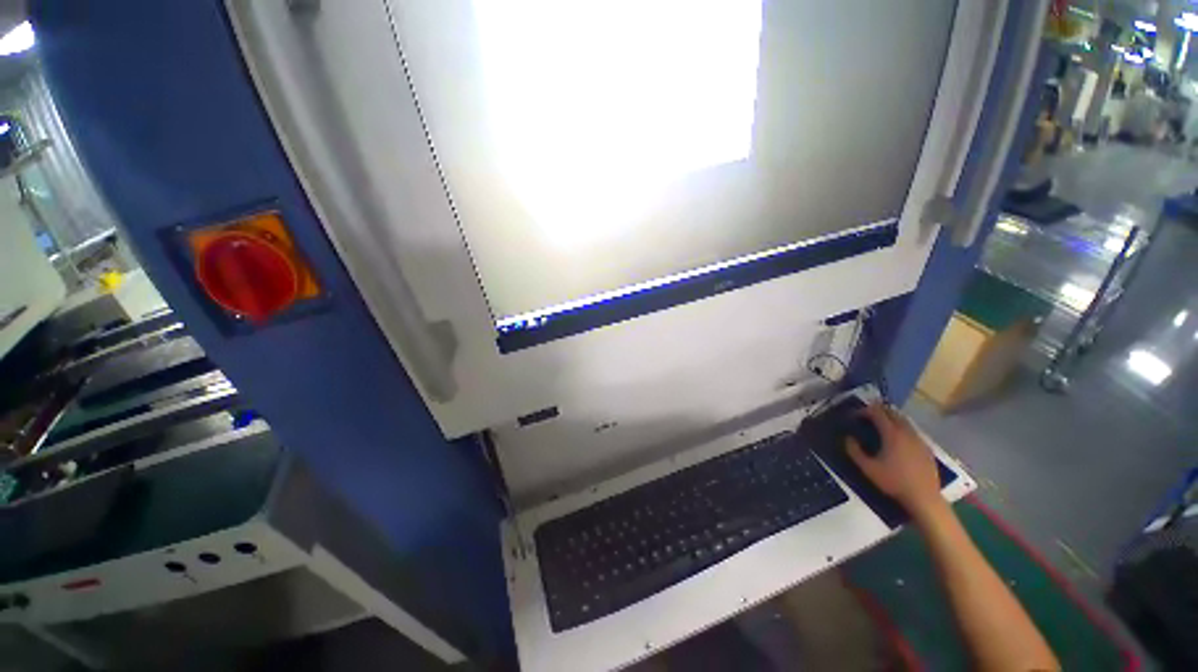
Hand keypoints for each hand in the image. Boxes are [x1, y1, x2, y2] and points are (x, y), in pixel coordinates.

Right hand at [845, 403, 945, 520]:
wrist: (924, 498)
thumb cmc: (894, 482)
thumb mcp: (868, 468)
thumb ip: (854, 451)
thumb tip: (848, 438)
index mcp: (892, 433)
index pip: (877, 412)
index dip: (864, 411)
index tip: (855, 416)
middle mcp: (907, 432)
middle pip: (892, 413)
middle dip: (878, 411)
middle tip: (866, 417)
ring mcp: (919, 439)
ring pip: (904, 421)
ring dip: (891, 419)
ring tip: (881, 426)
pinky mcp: (926, 448)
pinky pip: (912, 431)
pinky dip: (901, 428)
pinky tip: (897, 440)